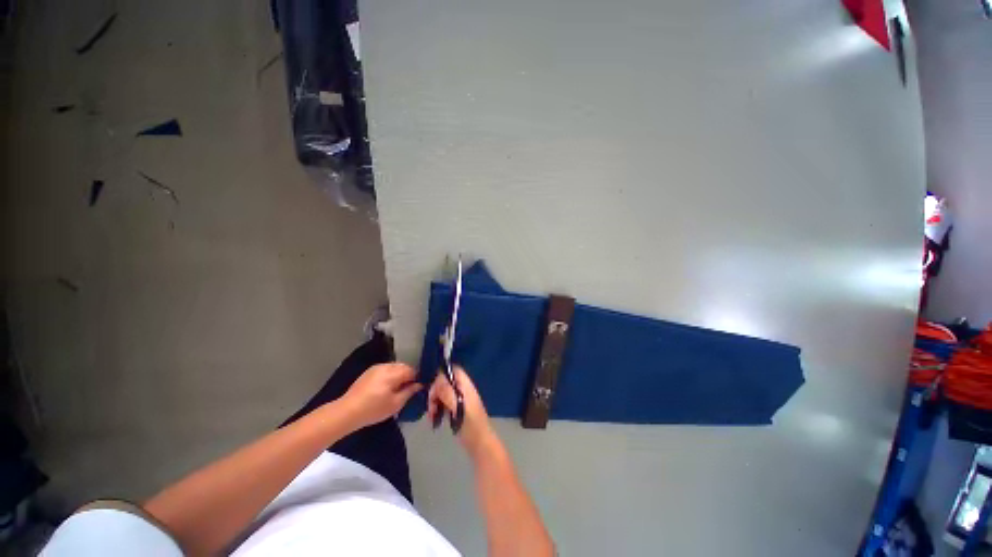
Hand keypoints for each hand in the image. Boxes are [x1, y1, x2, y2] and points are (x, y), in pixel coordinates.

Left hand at [339, 363, 421, 429]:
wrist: (347, 412)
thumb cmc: (373, 409)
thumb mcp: (395, 404)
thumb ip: (409, 392)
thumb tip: (419, 385)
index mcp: (393, 373)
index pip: (412, 370)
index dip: (416, 379)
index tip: (416, 389)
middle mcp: (386, 366)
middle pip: (403, 366)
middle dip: (407, 376)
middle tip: (406, 390)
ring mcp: (376, 368)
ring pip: (394, 367)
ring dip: (398, 375)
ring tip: (396, 389)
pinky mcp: (369, 372)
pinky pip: (385, 369)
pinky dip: (389, 375)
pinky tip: (385, 388)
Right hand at [427, 367, 495, 456]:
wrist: (480, 444)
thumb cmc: (470, 425)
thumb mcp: (458, 407)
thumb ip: (447, 392)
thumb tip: (437, 379)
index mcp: (466, 385)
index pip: (452, 370)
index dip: (441, 375)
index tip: (433, 389)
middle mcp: (462, 389)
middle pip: (444, 382)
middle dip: (435, 393)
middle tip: (431, 408)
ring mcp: (459, 399)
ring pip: (442, 393)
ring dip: (434, 402)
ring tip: (432, 417)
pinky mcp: (456, 409)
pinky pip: (443, 403)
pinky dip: (437, 409)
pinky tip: (435, 420)